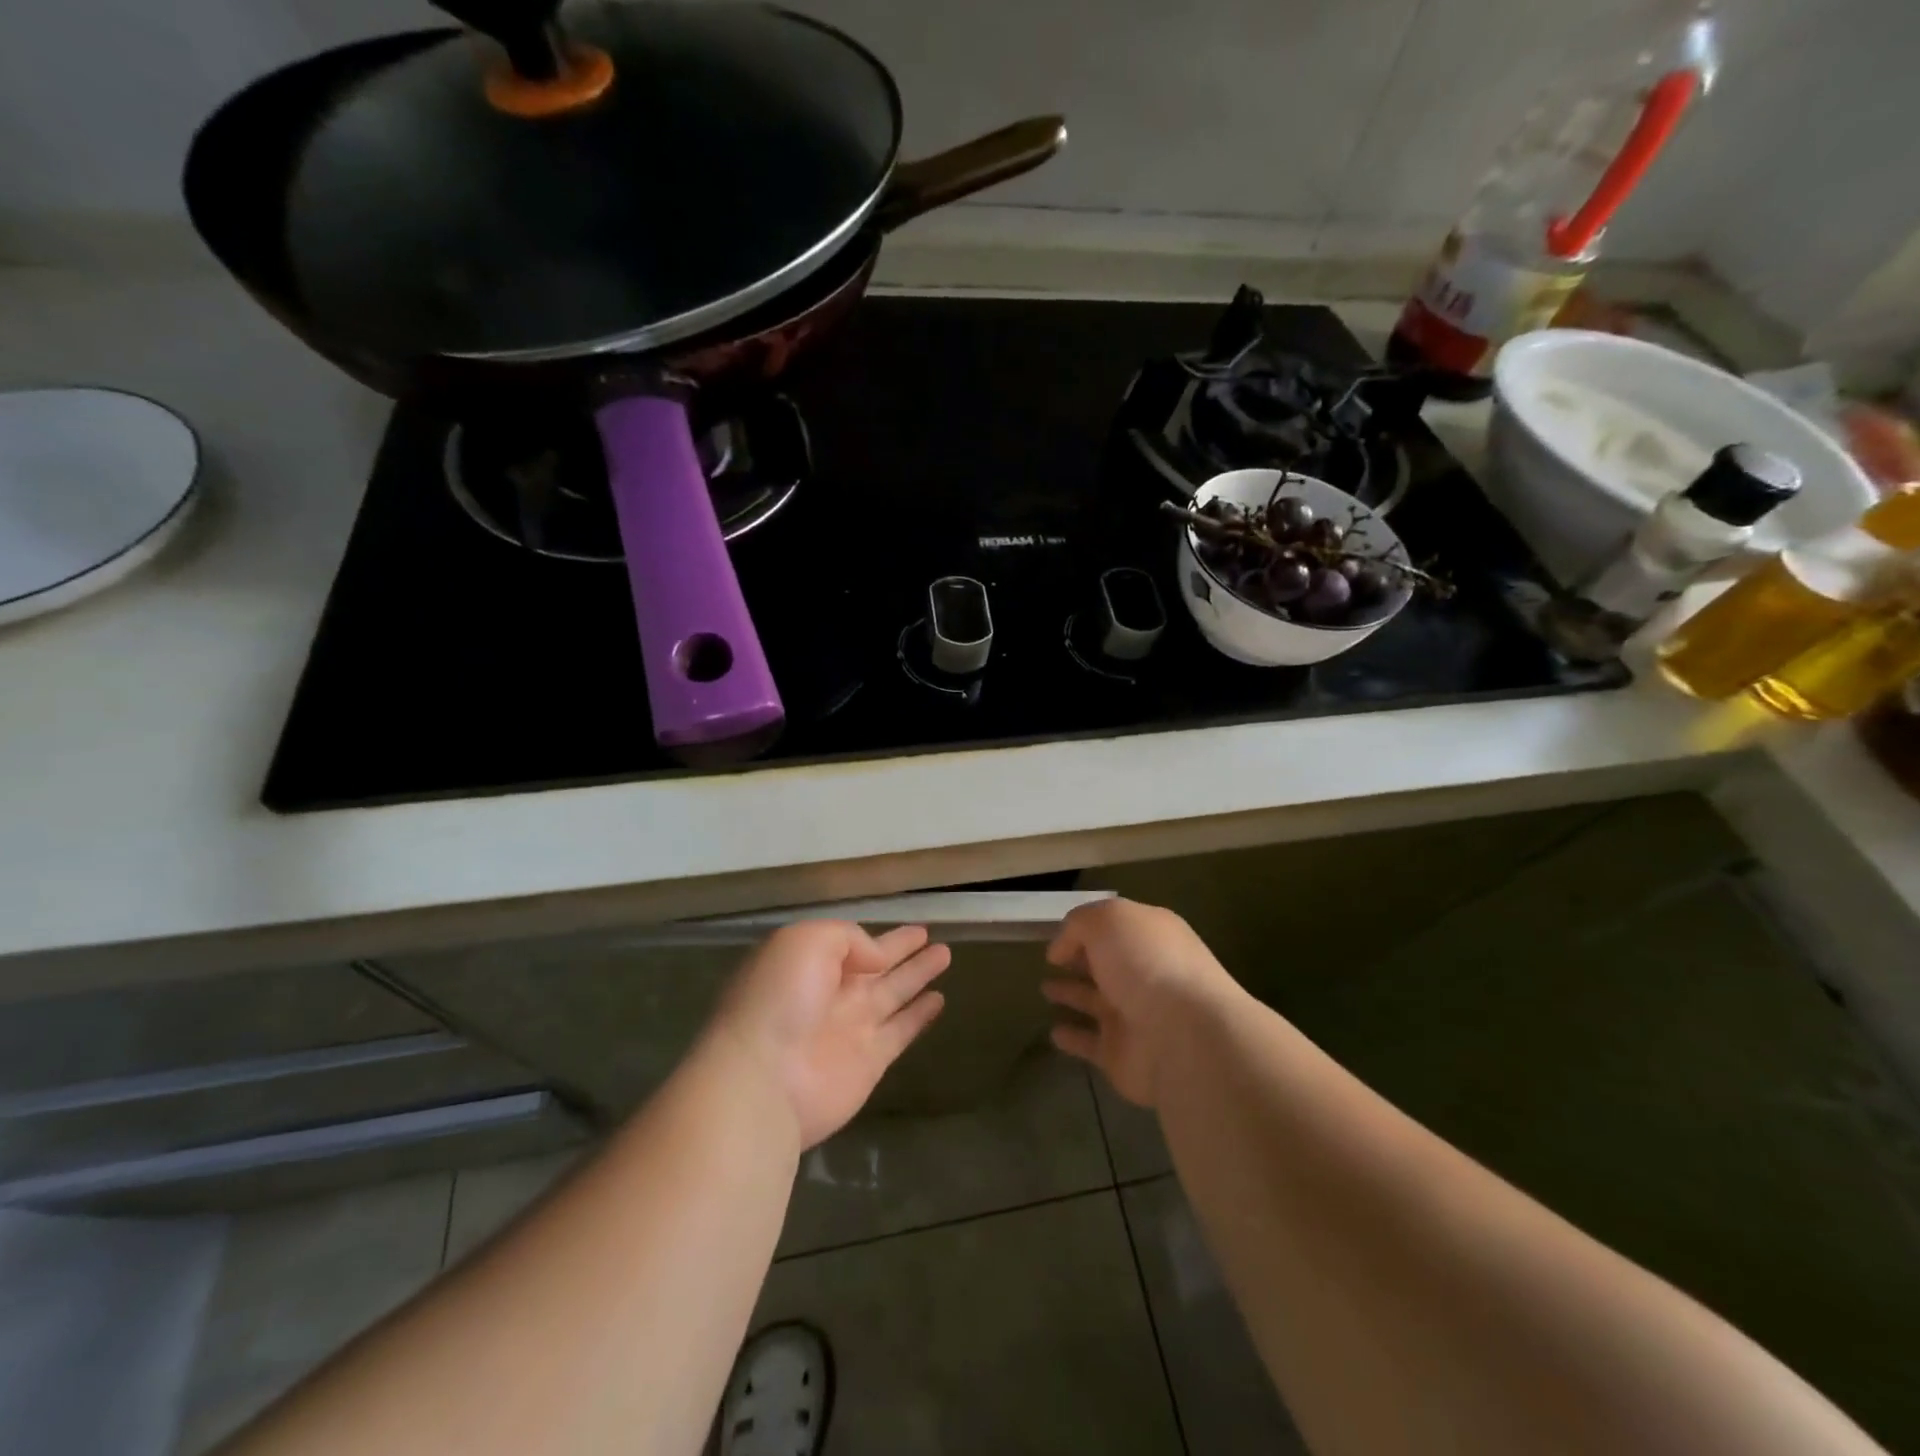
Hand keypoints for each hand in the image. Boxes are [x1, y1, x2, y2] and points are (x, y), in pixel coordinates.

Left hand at [707, 921, 950, 1148]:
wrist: (763, 1080)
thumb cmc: (780, 998)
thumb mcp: (807, 941)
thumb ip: (848, 939)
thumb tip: (878, 958)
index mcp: (809, 963)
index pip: (853, 943)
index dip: (884, 935)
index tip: (915, 927)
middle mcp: (831, 993)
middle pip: (876, 967)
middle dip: (903, 951)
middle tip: (935, 937)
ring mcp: (851, 1028)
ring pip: (894, 993)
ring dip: (918, 975)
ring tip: (946, 956)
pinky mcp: (870, 1061)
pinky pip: (902, 1030)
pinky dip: (920, 1016)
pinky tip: (939, 1000)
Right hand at [1042, 898, 1237, 1107]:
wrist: (1183, 1036)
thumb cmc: (1146, 963)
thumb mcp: (1108, 920)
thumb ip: (1079, 924)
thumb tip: (1061, 949)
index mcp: (1151, 937)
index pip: (1117, 927)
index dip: (1087, 928)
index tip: (1059, 937)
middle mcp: (1145, 974)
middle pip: (1107, 963)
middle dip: (1081, 960)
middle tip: (1052, 962)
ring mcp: (1135, 1016)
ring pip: (1096, 1001)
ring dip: (1072, 994)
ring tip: (1045, 989)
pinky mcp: (1122, 1055)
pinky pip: (1090, 1043)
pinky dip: (1073, 1038)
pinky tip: (1054, 1032)